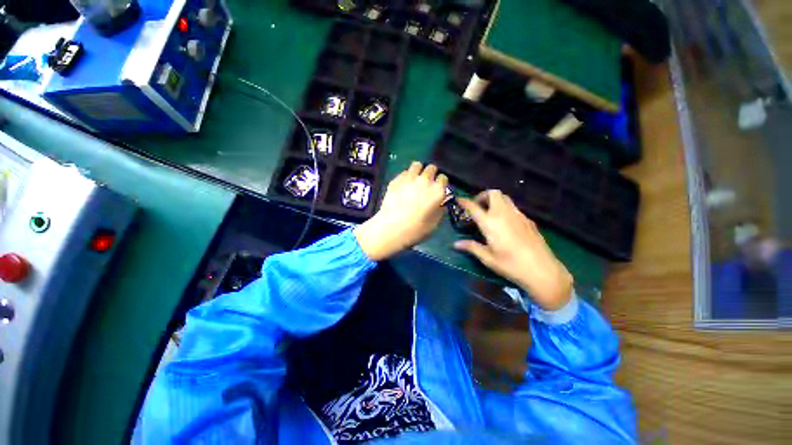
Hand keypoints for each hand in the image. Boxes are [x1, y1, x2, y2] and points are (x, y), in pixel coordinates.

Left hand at [354, 162, 447, 260]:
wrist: (391, 228)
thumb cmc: (415, 230)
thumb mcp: (434, 224)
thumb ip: (440, 210)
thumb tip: (440, 203)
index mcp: (437, 191)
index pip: (444, 178)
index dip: (441, 184)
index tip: (438, 190)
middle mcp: (425, 180)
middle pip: (431, 168)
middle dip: (431, 174)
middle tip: (427, 185)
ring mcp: (409, 178)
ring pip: (417, 165)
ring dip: (419, 171)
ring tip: (415, 180)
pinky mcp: (396, 179)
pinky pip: (404, 172)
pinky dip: (406, 176)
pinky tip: (403, 186)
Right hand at [453, 190, 572, 310]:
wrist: (543, 271)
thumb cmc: (511, 265)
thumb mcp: (487, 258)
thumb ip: (471, 247)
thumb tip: (456, 244)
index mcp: (490, 223)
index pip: (474, 206)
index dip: (464, 201)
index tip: (459, 199)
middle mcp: (504, 214)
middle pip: (493, 193)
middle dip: (483, 195)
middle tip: (478, 206)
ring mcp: (518, 215)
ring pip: (505, 198)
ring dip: (494, 200)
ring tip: (489, 213)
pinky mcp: (528, 220)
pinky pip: (513, 207)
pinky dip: (505, 208)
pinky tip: (505, 223)